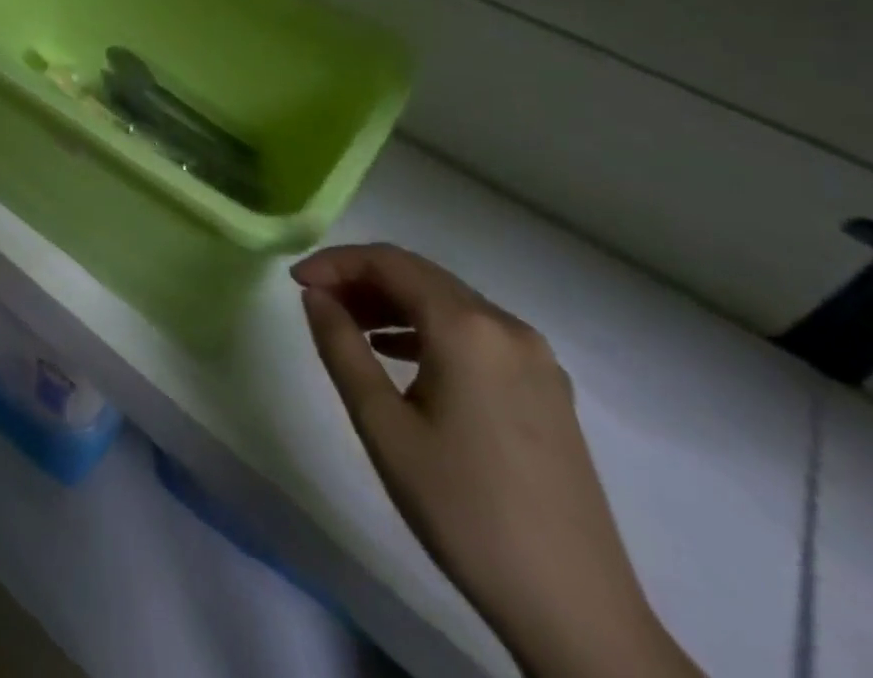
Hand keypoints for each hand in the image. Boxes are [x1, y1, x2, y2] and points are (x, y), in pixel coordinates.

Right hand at [292, 245, 699, 677]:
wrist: (577, 611)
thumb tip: (315, 295)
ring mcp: (536, 358)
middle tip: (316, 303)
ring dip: (394, 304)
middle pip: (420, 275)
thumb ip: (341, 347)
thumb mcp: (383, 426)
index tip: (295, 282)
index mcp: (468, 328)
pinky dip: (429, 329)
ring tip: (350, 330)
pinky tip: (401, 358)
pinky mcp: (548, 388)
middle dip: (362, 280)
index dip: (336, 262)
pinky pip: (476, 333)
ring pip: (448, 303)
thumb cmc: (464, 511)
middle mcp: (507, 326)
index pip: (389, 262)